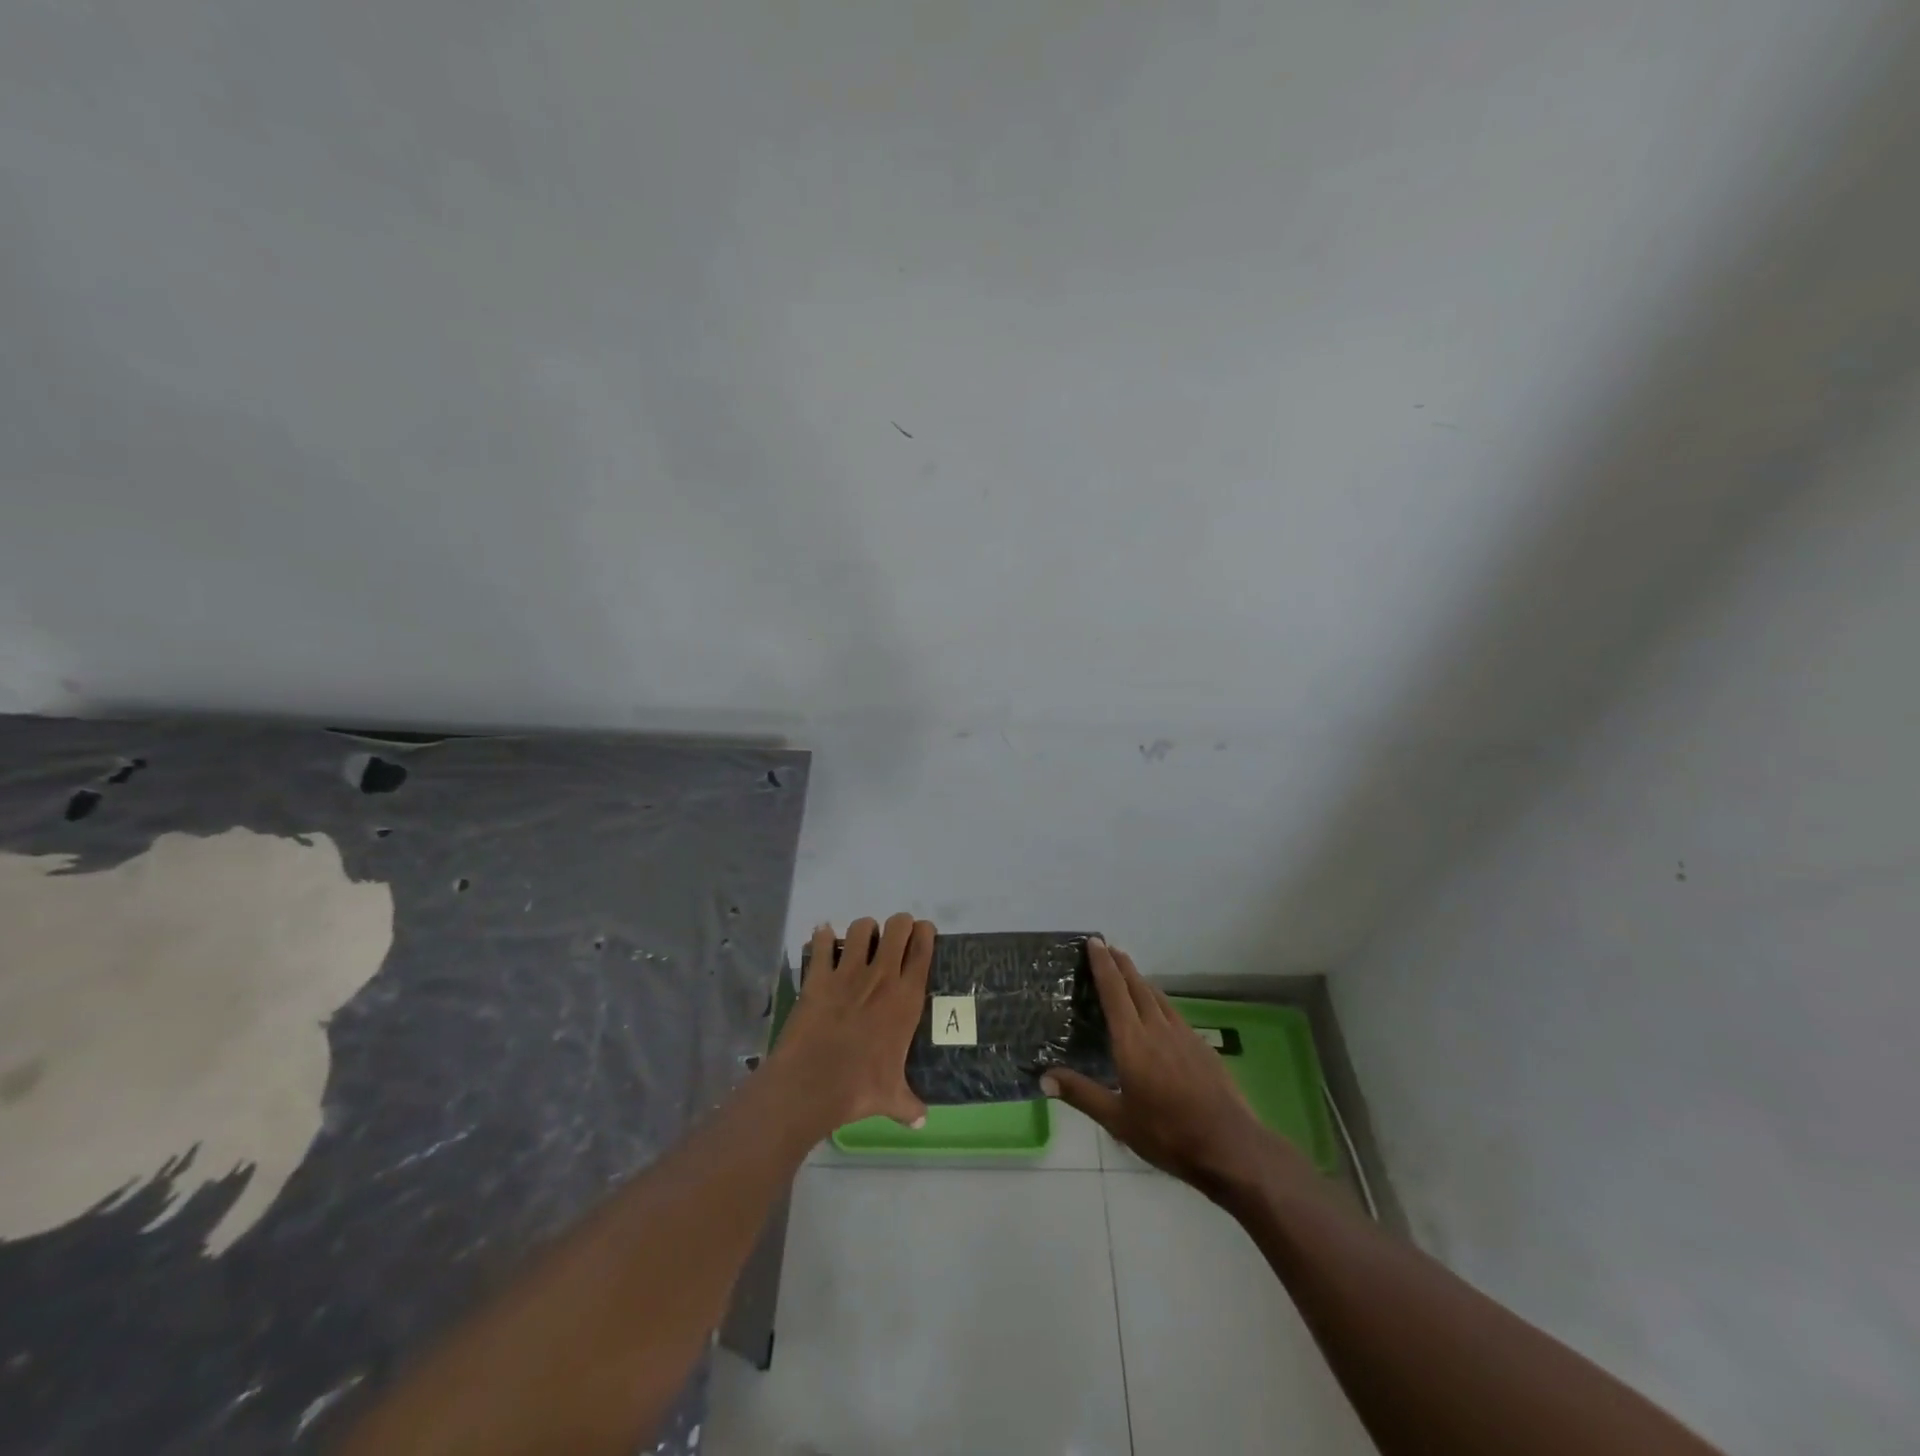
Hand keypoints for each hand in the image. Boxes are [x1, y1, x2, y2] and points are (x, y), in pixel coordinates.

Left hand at [770, 914, 934, 1133]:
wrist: (811, 1085)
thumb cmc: (859, 1089)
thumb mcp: (891, 1098)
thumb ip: (909, 1104)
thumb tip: (922, 1120)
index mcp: (906, 999)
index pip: (923, 950)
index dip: (925, 933)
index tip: (923, 932)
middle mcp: (881, 977)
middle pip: (897, 927)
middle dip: (898, 925)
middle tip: (894, 935)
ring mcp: (848, 973)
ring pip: (861, 927)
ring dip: (863, 930)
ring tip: (860, 941)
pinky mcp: (818, 976)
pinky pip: (822, 943)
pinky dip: (823, 937)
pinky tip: (823, 939)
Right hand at [1043, 938, 1298, 1197]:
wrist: (1228, 1144)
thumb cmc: (1167, 1134)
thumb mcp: (1118, 1120)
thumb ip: (1081, 1094)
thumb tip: (1043, 1077)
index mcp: (1132, 1041)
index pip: (1113, 992)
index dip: (1103, 965)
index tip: (1095, 942)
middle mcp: (1157, 1029)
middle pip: (1136, 987)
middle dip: (1121, 964)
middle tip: (1109, 946)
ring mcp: (1183, 1035)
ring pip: (1157, 997)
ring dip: (1140, 980)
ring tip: (1129, 971)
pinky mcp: (1201, 1046)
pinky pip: (1174, 1012)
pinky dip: (1159, 1000)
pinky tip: (1161, 1010)